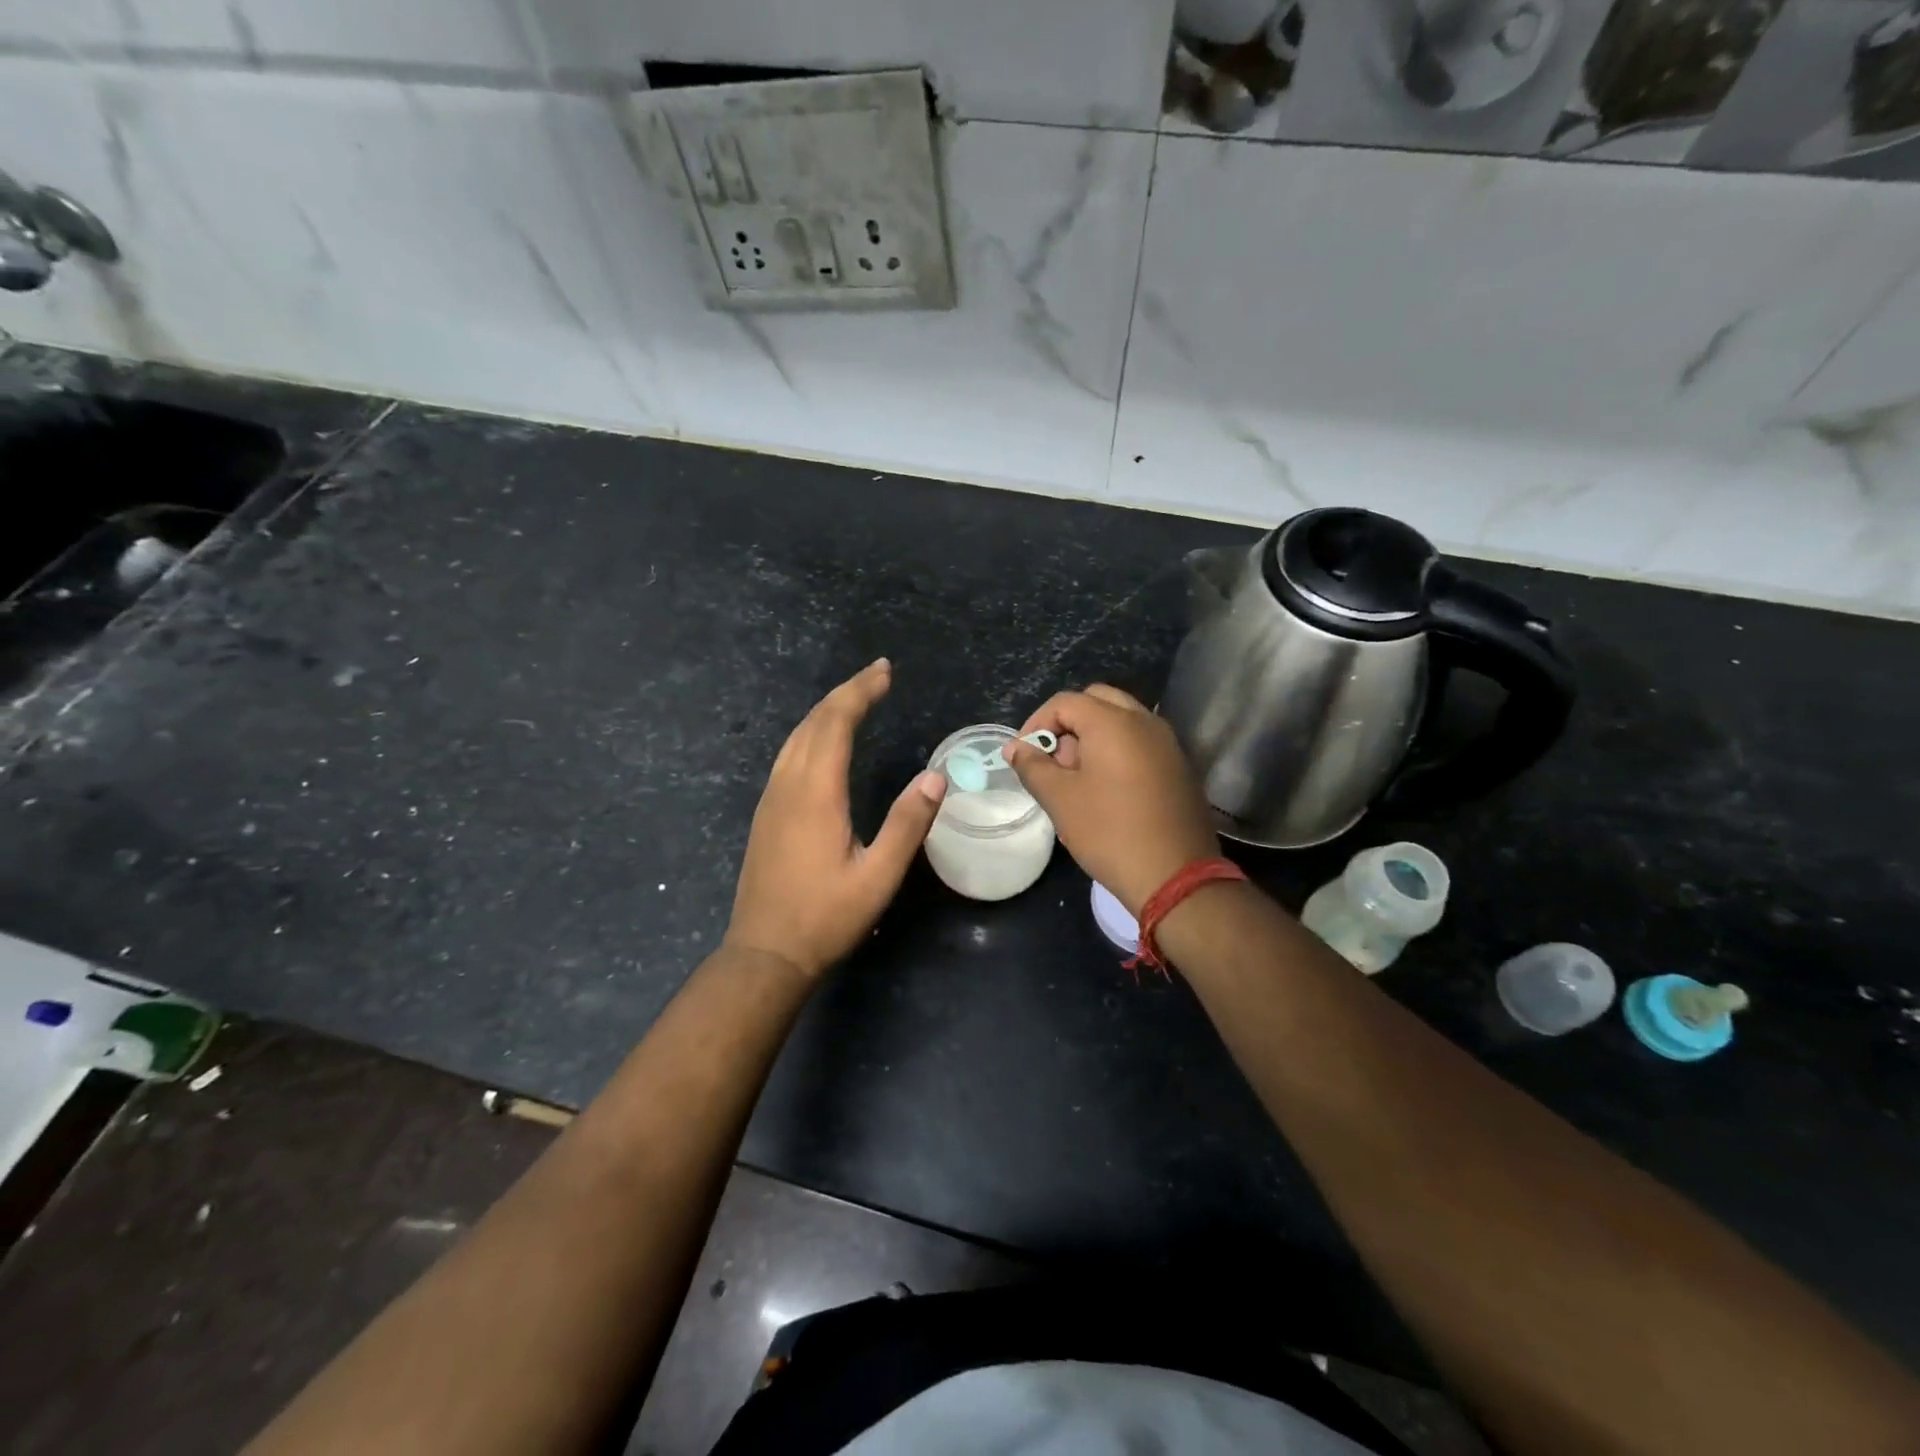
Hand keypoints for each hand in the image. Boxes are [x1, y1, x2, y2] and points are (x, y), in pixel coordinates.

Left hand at [725, 659, 946, 979]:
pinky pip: (787, 755)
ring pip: (796, 737)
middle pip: (813, 722)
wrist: (765, 953)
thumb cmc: (826, 918)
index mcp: (816, 794)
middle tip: (878, 674)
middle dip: (846, 692)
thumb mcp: (878, 877)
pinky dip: (810, 732)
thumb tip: (935, 778)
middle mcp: (788, 786)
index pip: (836, 723)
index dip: (860, 692)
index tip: (885, 672)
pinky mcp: (766, 813)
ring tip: (856, 698)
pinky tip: (823, 740)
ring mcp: (771, 799)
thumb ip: (907, 825)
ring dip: (826, 710)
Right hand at [1006, 684, 1219, 917]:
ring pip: (1121, 720)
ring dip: (1093, 737)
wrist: (1175, 875)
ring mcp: (1167, 742)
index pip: (1065, 702)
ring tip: (1077, 779)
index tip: (1024, 756)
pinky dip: (1117, 751)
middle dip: (1068, 725)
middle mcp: (1144, 720)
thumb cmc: (1109, 832)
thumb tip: (1014, 747)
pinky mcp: (1179, 766)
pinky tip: (1108, 790)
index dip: (1036, 723)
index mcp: (1113, 722)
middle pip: (1097, 701)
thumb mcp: (1060, 799)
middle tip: (1054, 761)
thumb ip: (1033, 766)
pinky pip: (1140, 742)